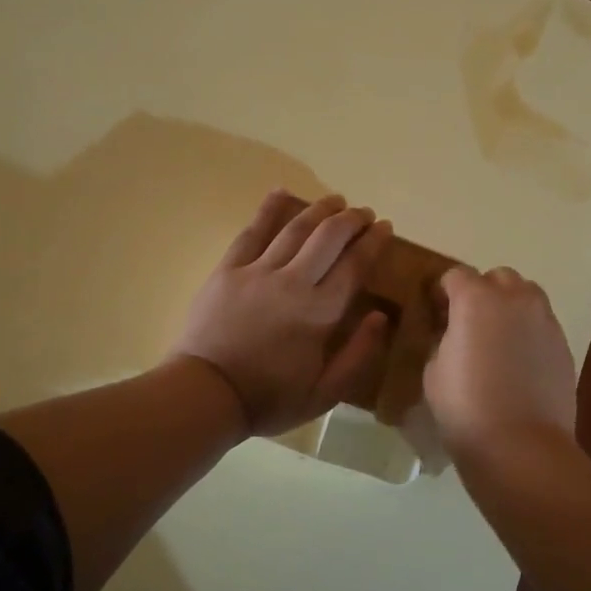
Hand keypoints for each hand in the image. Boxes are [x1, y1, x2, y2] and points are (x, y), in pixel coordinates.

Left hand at [172, 191, 392, 436]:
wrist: (205, 394)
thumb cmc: (269, 398)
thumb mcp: (324, 393)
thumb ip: (358, 354)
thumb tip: (381, 316)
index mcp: (320, 312)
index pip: (355, 265)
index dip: (373, 242)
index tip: (385, 227)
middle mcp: (293, 282)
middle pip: (329, 237)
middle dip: (351, 220)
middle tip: (364, 213)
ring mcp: (258, 271)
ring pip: (295, 228)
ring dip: (320, 210)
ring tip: (336, 200)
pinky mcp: (228, 269)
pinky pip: (251, 231)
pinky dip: (269, 209)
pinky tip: (281, 192)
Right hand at [424, 266, 577, 463]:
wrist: (521, 445)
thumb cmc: (465, 407)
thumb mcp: (433, 370)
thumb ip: (443, 340)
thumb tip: (452, 334)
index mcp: (475, 299)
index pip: (456, 275)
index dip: (443, 291)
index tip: (436, 310)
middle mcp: (514, 299)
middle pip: (497, 277)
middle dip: (482, 291)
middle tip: (468, 322)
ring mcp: (544, 320)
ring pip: (526, 296)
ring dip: (509, 306)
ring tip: (497, 339)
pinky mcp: (563, 344)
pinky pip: (542, 323)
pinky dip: (528, 331)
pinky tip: (517, 362)